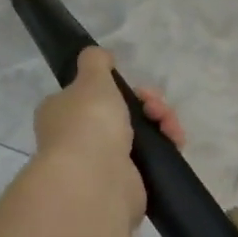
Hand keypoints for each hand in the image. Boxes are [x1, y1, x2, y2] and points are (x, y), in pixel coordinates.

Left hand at [32, 48, 184, 225]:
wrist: (97, 181)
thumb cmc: (88, 124)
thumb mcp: (92, 80)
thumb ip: (95, 62)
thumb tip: (98, 55)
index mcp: (62, 112)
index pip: (91, 94)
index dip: (118, 87)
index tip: (135, 86)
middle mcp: (78, 137)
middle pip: (121, 112)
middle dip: (146, 103)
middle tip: (155, 106)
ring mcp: (102, 161)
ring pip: (139, 133)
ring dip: (161, 122)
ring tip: (169, 126)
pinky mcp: (126, 181)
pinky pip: (150, 157)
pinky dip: (166, 146)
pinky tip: (175, 141)